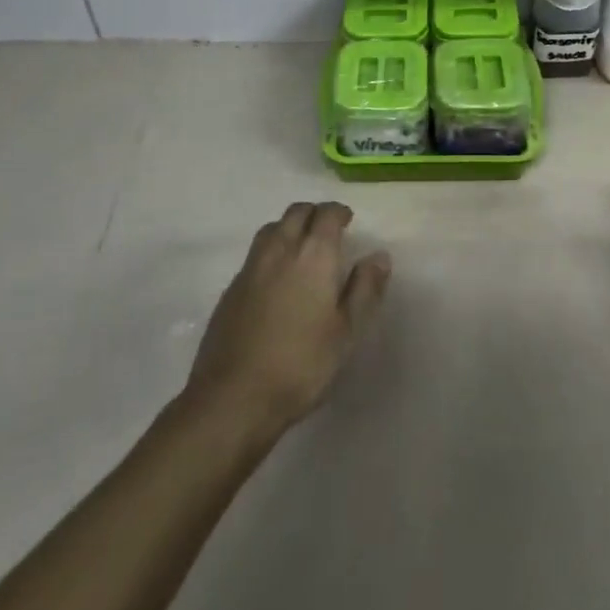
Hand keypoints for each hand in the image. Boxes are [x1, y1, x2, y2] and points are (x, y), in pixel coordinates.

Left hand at [185, 202, 391, 436]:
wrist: (233, 397)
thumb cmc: (300, 364)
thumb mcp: (347, 332)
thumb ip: (364, 289)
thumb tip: (379, 256)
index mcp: (313, 254)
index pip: (326, 214)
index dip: (338, 212)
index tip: (347, 221)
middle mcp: (280, 249)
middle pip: (296, 213)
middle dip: (314, 214)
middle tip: (327, 230)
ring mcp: (251, 266)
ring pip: (272, 228)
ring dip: (289, 228)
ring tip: (301, 248)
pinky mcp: (231, 288)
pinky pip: (255, 254)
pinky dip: (271, 251)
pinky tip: (275, 278)